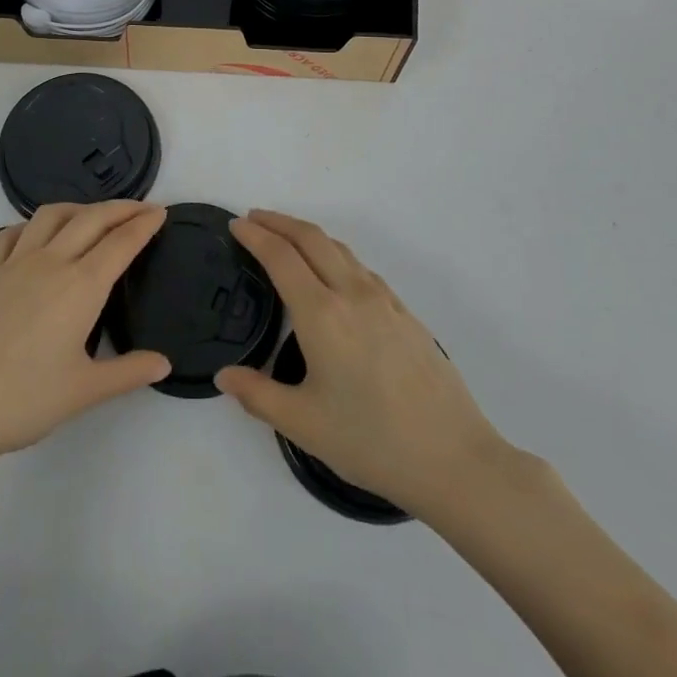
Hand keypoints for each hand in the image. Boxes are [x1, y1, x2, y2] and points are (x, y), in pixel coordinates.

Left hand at [0, 201, 169, 477]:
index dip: (144, 224)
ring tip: (94, 215)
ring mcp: (13, 263)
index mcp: (80, 286)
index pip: (121, 243)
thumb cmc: (21, 401)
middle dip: (121, 208)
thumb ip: (127, 373)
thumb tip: (164, 364)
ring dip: (79, 207)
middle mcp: (50, 262)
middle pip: (92, 219)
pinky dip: (33, 225)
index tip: (161, 212)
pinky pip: (13, 233)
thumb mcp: (83, 392)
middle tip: (142, 207)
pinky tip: (37, 236)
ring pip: (51, 215)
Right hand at [215, 209, 510, 520]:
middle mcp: (351, 293)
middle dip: (279, 222)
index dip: (255, 236)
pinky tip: (333, 274)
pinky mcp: (404, 312)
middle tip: (253, 218)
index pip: (280, 257)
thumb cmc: (371, 440)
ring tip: (286, 239)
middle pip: (311, 238)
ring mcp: (383, 299)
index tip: (236, 224)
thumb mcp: (304, 425)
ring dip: (307, 234)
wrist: (453, 457)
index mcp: (322, 314)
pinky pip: (360, 267)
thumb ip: (258, 395)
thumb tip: (223, 376)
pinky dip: (334, 254)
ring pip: (339, 248)